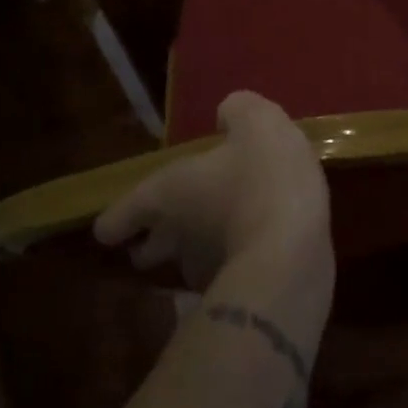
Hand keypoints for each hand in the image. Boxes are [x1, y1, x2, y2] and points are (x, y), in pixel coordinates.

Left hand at [94, 91, 332, 293]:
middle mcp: (173, 239)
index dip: (118, 219)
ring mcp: (203, 275)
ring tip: (231, 229)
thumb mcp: (258, 123)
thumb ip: (237, 110)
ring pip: (187, 265)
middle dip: (156, 240)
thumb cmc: (263, 178)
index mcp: (165, 195)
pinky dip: (237, 263)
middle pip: (145, 252)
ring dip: (201, 250)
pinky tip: (263, 246)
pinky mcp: (238, 297)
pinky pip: (227, 276)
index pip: (114, 220)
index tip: (127, 221)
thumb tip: (226, 115)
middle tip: (181, 221)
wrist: (294, 253)